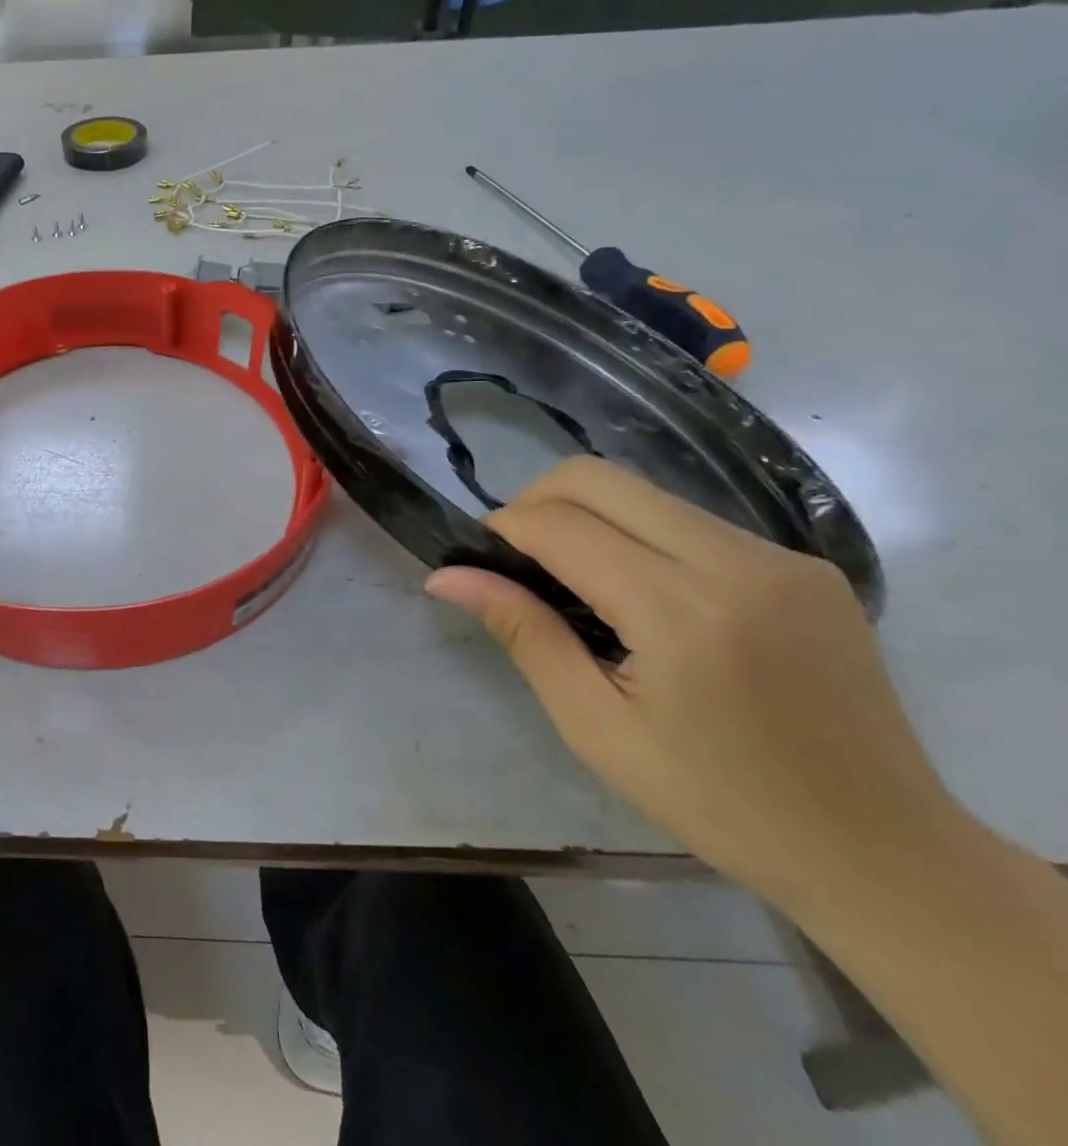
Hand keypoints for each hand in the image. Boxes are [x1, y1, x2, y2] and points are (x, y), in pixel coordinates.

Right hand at [426, 457, 957, 906]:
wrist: (885, 854)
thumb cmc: (719, 803)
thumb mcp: (596, 727)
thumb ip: (523, 634)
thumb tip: (445, 576)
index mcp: (683, 612)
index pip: (560, 525)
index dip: (501, 529)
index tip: (476, 560)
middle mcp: (737, 562)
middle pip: (597, 478)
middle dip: (534, 502)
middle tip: (516, 559)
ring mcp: (781, 556)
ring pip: (643, 492)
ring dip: (586, 516)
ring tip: (573, 578)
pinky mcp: (805, 564)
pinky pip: (690, 518)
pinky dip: (639, 534)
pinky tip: (639, 593)